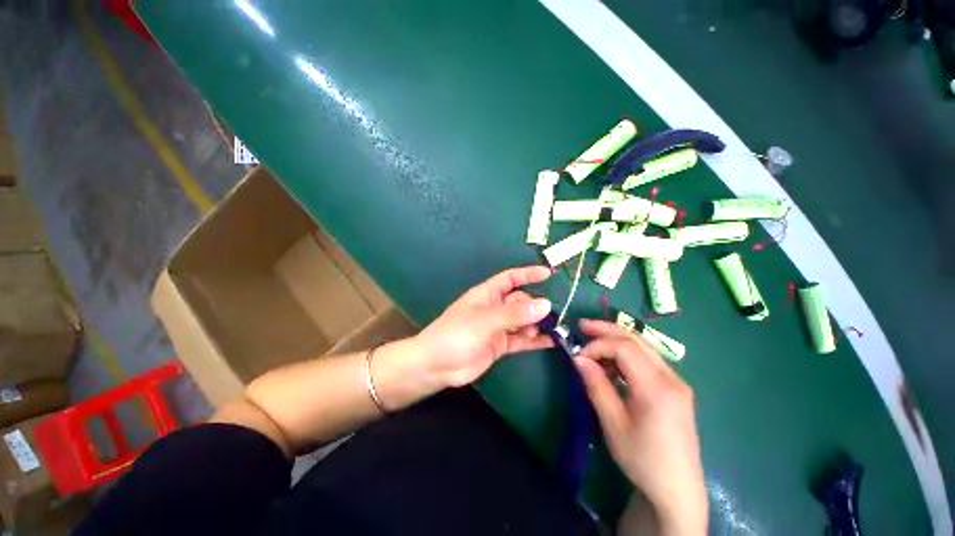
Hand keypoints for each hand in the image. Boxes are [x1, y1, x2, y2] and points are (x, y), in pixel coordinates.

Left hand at [413, 266, 554, 387]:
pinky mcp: (501, 345)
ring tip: (551, 331)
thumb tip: (546, 304)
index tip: (549, 273)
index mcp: (487, 294)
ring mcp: (498, 327)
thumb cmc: (456, 334)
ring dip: (537, 324)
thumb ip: (514, 314)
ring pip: (523, 321)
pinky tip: (551, 342)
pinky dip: (535, 340)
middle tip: (550, 317)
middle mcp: (495, 308)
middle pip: (521, 301)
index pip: (510, 278)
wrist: (437, 366)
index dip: (528, 274)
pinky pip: (522, 340)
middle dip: (535, 306)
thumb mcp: (485, 320)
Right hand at [574, 320, 707, 533]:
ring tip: (593, 341)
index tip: (579, 356)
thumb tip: (578, 358)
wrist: (677, 490)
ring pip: (644, 347)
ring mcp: (677, 382)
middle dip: (607, 330)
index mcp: (657, 388)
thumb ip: (596, 386)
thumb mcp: (613, 424)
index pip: (625, 348)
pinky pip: (649, 360)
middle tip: (582, 326)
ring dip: (617, 340)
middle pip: (637, 340)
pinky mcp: (675, 389)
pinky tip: (613, 362)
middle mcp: (672, 378)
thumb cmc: (642, 459)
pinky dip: (627, 354)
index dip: (598, 345)